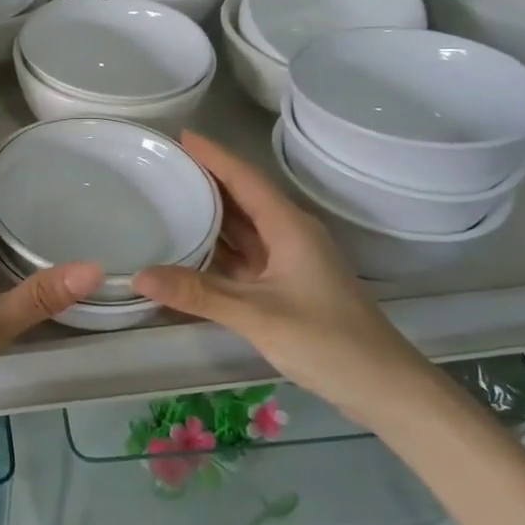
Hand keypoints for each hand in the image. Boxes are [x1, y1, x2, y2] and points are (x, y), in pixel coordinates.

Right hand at [130, 133, 434, 426]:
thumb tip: (139, 275)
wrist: (385, 388)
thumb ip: (198, 294)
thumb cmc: (328, 341)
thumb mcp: (257, 316)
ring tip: (170, 196)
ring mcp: (290, 260)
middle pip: (244, 196)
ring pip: (245, 226)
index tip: (180, 136)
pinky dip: (219, 247)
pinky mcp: (287, 284)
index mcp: (289, 227)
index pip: (245, 178)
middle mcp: (290, 234)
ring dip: (212, 212)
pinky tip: (192, 248)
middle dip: (207, 178)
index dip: (213, 156)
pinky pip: (246, 253)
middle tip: (164, 165)